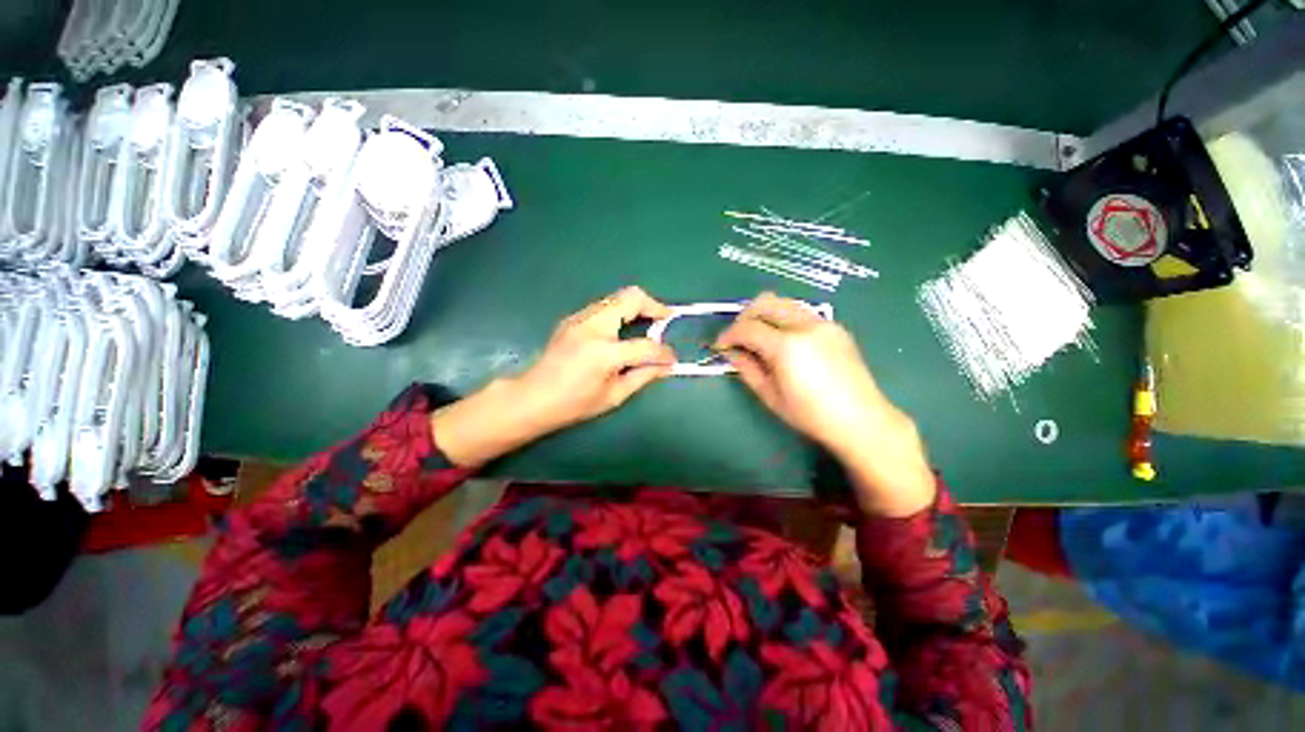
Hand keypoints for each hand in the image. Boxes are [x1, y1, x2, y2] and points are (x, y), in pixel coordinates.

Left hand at [432, 287, 674, 466]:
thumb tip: (667, 366)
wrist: (532, 397)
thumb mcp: (614, 396)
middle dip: (654, 305)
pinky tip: (623, 330)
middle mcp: (592, 327)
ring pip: (617, 297)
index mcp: (604, 353)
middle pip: (631, 298)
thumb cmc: (574, 404)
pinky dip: (621, 312)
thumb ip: (644, 376)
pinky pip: (604, 306)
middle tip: (665, 319)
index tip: (671, 358)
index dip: (664, 352)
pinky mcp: (573, 318)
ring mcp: (580, 318)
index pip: (646, 345)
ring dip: (636, 307)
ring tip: (647, 324)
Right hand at [715, 293, 934, 515]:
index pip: (748, 327)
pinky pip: (800, 312)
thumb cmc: (810, 414)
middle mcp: (805, 325)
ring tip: (758, 336)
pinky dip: (783, 319)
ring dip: (764, 314)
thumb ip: (747, 368)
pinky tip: (783, 340)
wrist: (861, 419)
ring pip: (784, 302)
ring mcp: (823, 322)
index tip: (721, 345)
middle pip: (765, 303)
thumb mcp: (770, 396)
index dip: (729, 335)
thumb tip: (732, 352)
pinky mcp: (834, 326)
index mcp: (787, 346)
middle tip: (738, 337)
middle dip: (744, 316)